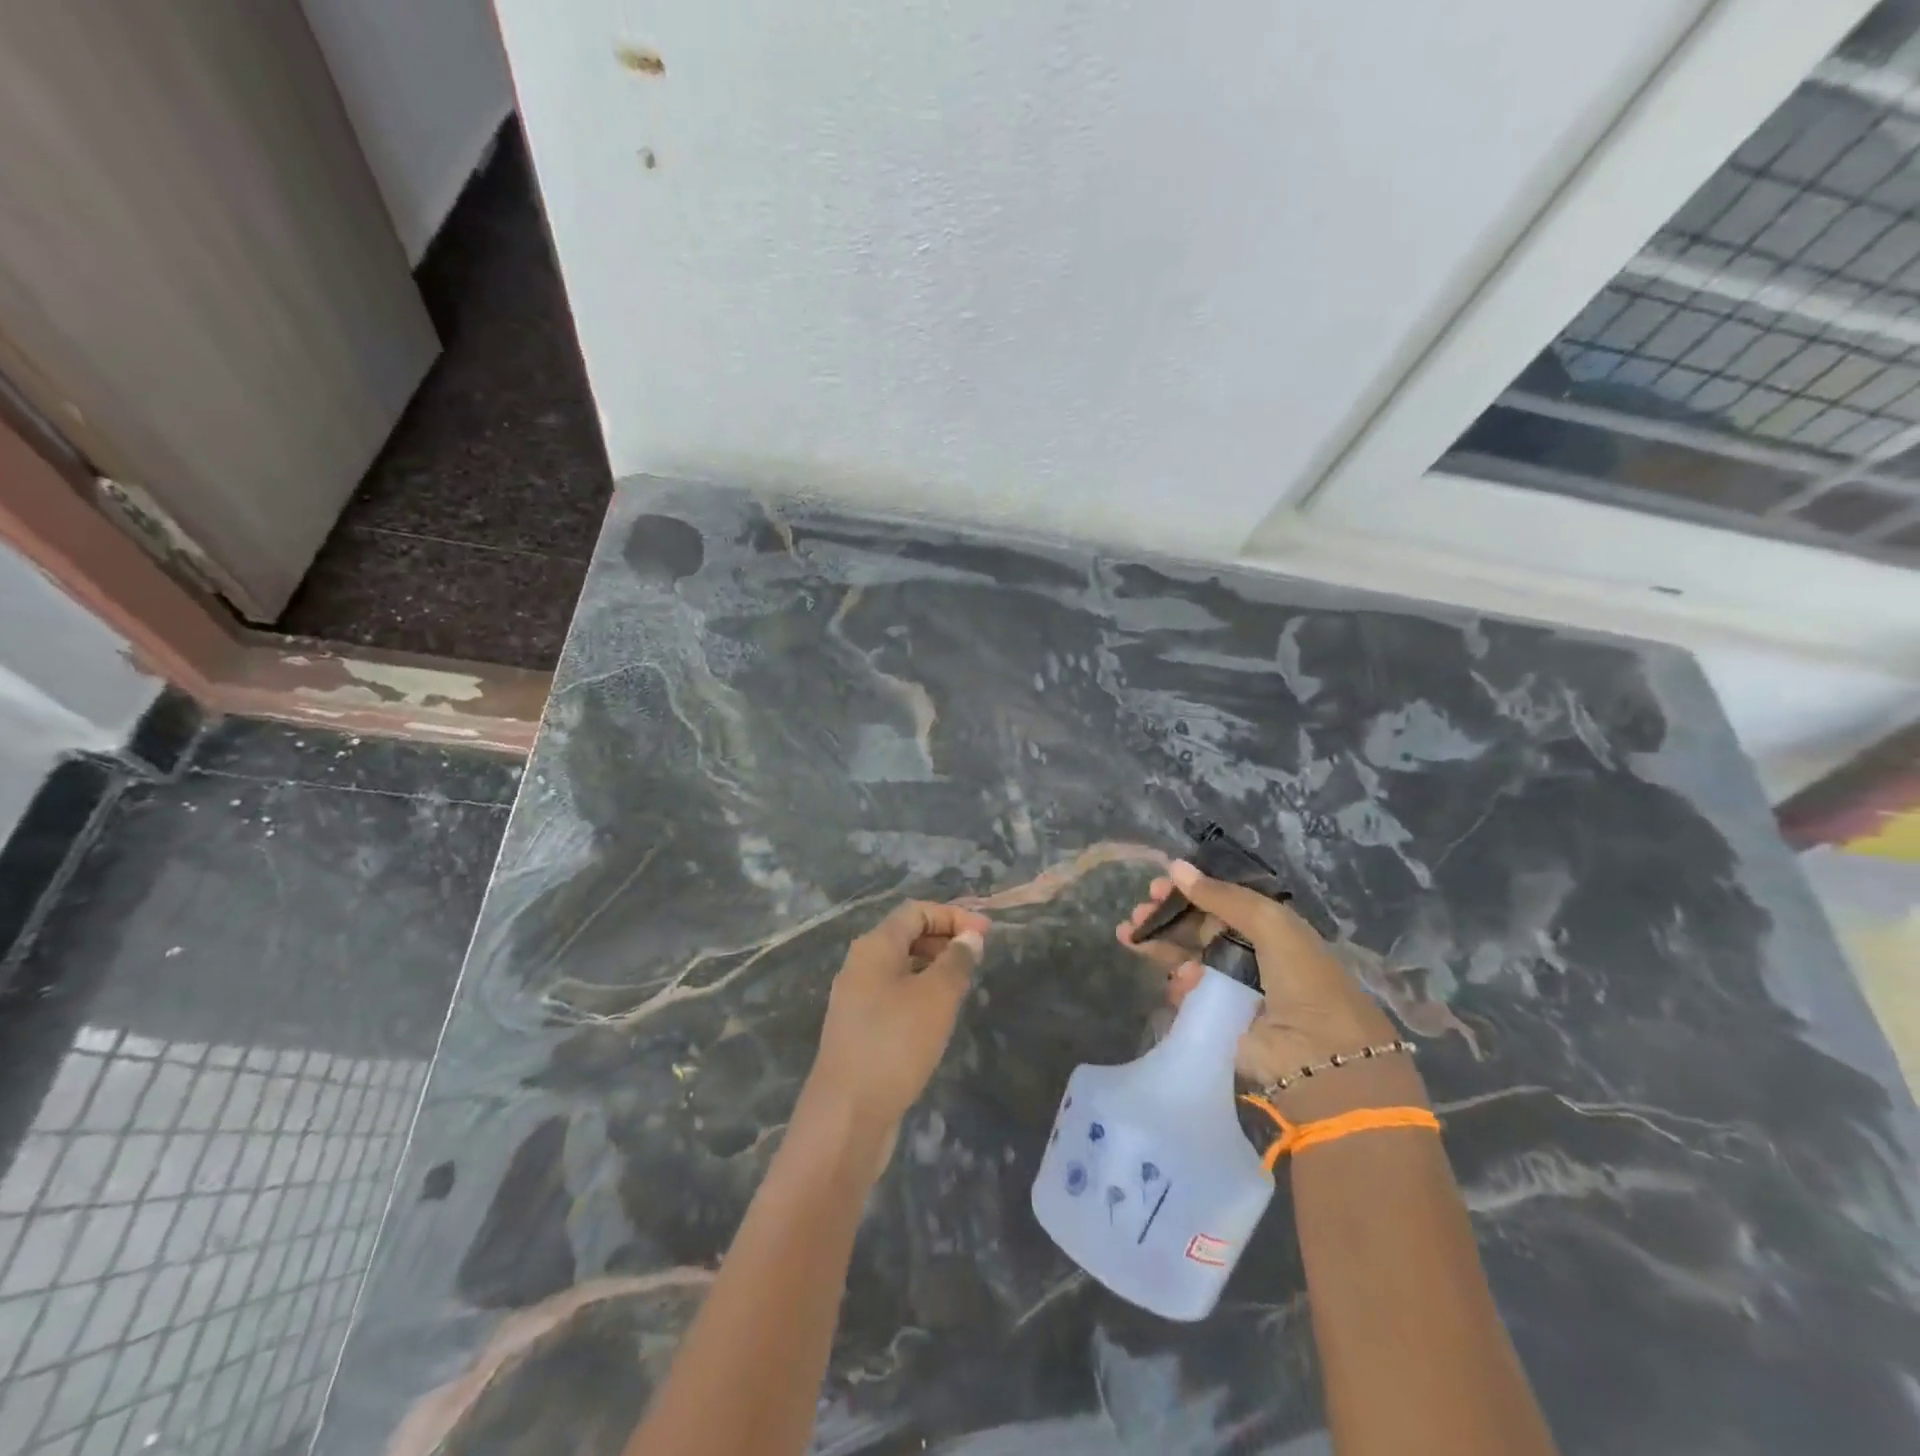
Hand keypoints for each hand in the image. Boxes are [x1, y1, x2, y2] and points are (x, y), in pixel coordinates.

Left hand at [805, 901, 988, 1138]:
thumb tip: (969, 937)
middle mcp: (860, 965)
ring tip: (964, 986)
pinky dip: (920, 993)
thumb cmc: (895, 1043)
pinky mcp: (859, 1029)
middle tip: (978, 958)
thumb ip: (956, 961)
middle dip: (944, 939)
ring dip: (934, 967)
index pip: (915, 911)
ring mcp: (856, 999)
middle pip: (906, 935)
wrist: (847, 1115)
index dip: (952, 915)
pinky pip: (894, 995)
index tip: (986, 934)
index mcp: (874, 947)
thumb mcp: (936, 997)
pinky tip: (939, 1017)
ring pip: (901, 967)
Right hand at [1118, 860, 1420, 1116]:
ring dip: (1160, 945)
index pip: (1220, 900)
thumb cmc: (1302, 978)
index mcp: (1269, 927)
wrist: (1319, 1055)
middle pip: (1197, 927)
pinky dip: (1177, 983)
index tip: (1157, 885)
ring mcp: (1231, 986)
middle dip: (1165, 917)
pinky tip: (1177, 981)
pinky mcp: (1217, 1016)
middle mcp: (1250, 953)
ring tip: (1130, 936)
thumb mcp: (1270, 923)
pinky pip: (1187, 992)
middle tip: (1138, 912)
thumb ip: (1222, 895)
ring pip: (1186, 957)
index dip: (1189, 891)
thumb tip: (1175, 866)